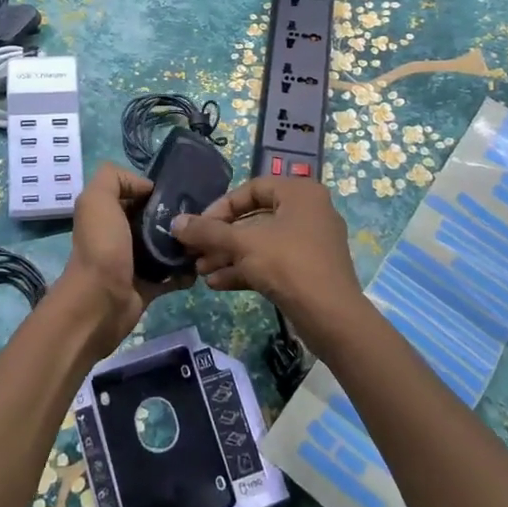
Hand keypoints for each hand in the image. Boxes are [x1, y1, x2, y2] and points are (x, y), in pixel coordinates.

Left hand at [55, 162, 185, 346]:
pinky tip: (201, 264)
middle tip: (200, 215)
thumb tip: (146, 186)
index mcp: (108, 213)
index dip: (155, 190)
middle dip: (175, 215)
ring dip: (184, 243)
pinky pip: (173, 275)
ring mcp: (135, 262)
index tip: (180, 192)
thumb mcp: (97, 199)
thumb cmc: (101, 246)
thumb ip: (114, 178)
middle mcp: (120, 235)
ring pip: (166, 246)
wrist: (100, 302)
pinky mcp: (149, 286)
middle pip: (154, 219)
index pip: (136, 194)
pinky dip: (186, 271)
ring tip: (205, 238)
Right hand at [170, 176, 364, 338]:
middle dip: (222, 237)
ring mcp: (311, 242)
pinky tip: (217, 283)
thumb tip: (175, 223)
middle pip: (255, 218)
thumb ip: (208, 231)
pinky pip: (272, 262)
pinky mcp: (308, 270)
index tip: (199, 226)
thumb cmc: (288, 264)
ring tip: (201, 271)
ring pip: (261, 243)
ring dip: (229, 256)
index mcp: (299, 193)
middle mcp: (308, 211)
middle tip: (195, 251)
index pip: (252, 189)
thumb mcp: (243, 244)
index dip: (221, 206)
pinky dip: (246, 269)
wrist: (332, 317)